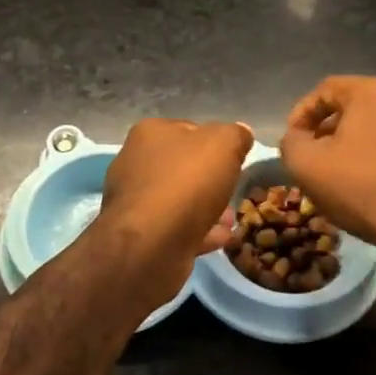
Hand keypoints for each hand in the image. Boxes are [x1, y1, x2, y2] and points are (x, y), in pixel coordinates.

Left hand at [95, 118, 253, 307]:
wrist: (151, 244)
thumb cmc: (186, 182)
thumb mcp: (224, 144)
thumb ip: (235, 135)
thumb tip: (241, 133)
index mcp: (150, 133)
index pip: (188, 130)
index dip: (214, 143)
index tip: (235, 159)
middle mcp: (135, 162)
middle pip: (182, 166)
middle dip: (210, 179)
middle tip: (234, 191)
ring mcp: (134, 201)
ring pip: (179, 199)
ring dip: (206, 207)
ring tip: (230, 219)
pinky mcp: (139, 234)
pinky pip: (175, 227)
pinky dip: (198, 230)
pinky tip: (221, 238)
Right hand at [280, 76, 375, 258]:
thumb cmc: (363, 188)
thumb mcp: (307, 166)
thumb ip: (291, 142)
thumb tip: (297, 137)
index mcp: (373, 91)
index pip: (325, 89)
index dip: (302, 113)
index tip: (293, 139)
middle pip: (356, 105)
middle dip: (330, 127)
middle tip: (315, 154)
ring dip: (358, 141)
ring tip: (343, 169)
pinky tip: (375, 180)